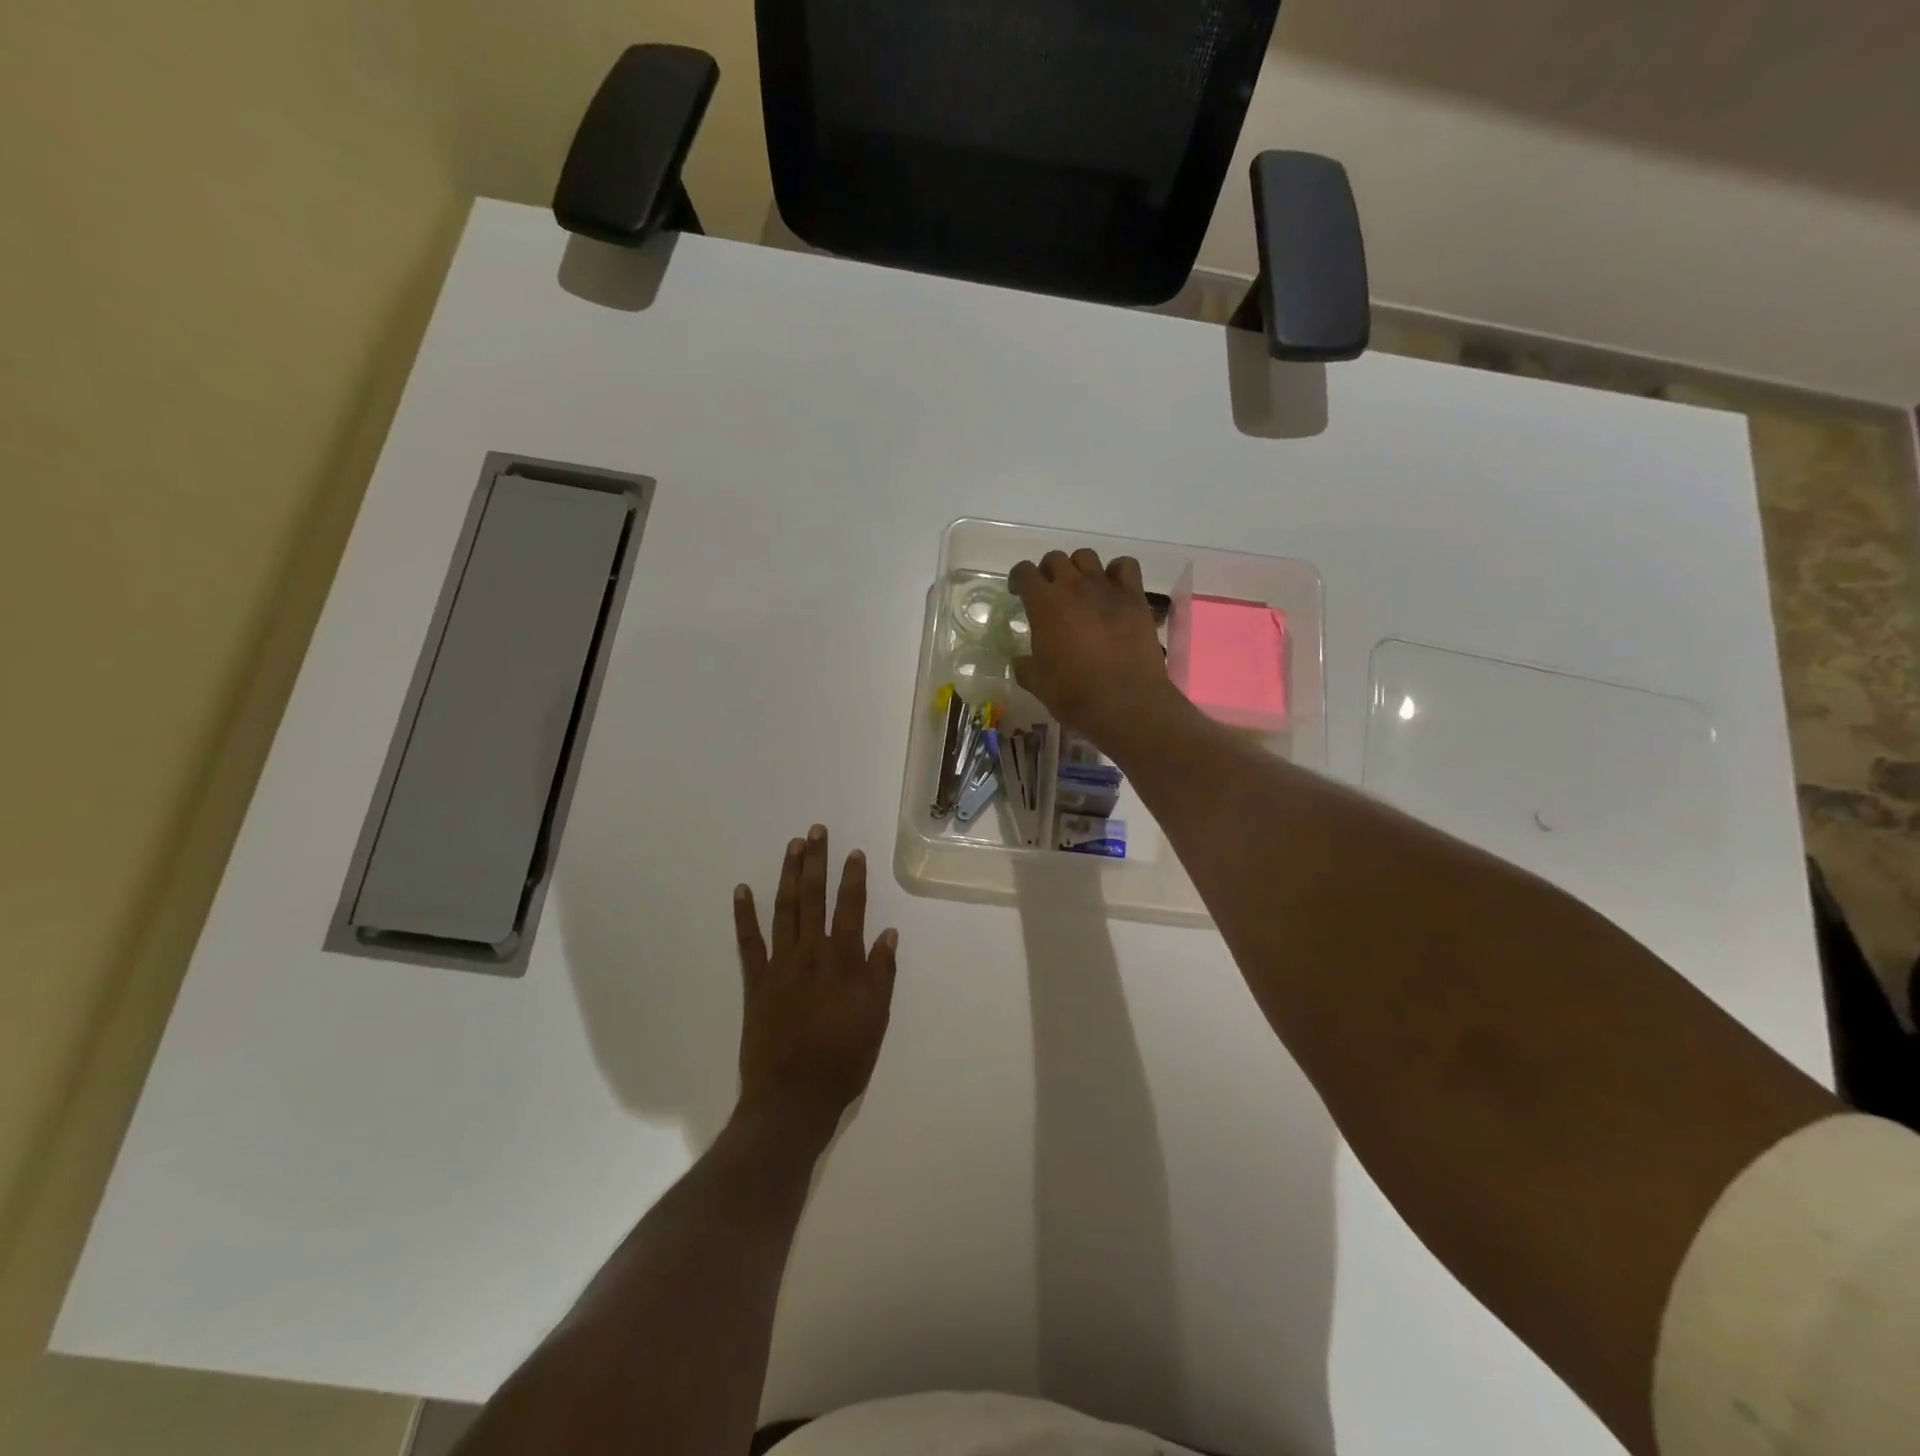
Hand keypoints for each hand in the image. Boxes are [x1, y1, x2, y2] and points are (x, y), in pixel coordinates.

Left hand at [733, 826, 898, 1137]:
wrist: (792, 1098)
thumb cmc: (844, 1060)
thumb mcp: (877, 1020)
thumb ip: (881, 974)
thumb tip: (888, 934)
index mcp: (843, 962)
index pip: (851, 909)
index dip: (853, 878)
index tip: (853, 852)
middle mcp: (811, 954)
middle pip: (813, 898)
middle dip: (816, 862)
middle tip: (815, 831)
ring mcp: (780, 965)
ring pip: (783, 910)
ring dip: (787, 875)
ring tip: (792, 847)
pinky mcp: (755, 982)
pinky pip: (748, 942)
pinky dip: (744, 915)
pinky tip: (742, 890)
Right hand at [1009, 549, 1182, 749]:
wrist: (1125, 702)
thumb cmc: (1074, 694)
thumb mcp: (1038, 683)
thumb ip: (1025, 666)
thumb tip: (1020, 661)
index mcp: (1044, 604)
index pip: (1024, 572)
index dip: (1018, 579)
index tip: (1018, 592)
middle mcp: (1073, 586)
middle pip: (1056, 559)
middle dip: (1048, 572)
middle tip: (1049, 594)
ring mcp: (1106, 588)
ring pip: (1087, 557)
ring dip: (1079, 569)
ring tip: (1081, 590)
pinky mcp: (1134, 597)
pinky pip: (1125, 566)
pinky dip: (1116, 572)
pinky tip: (1113, 590)